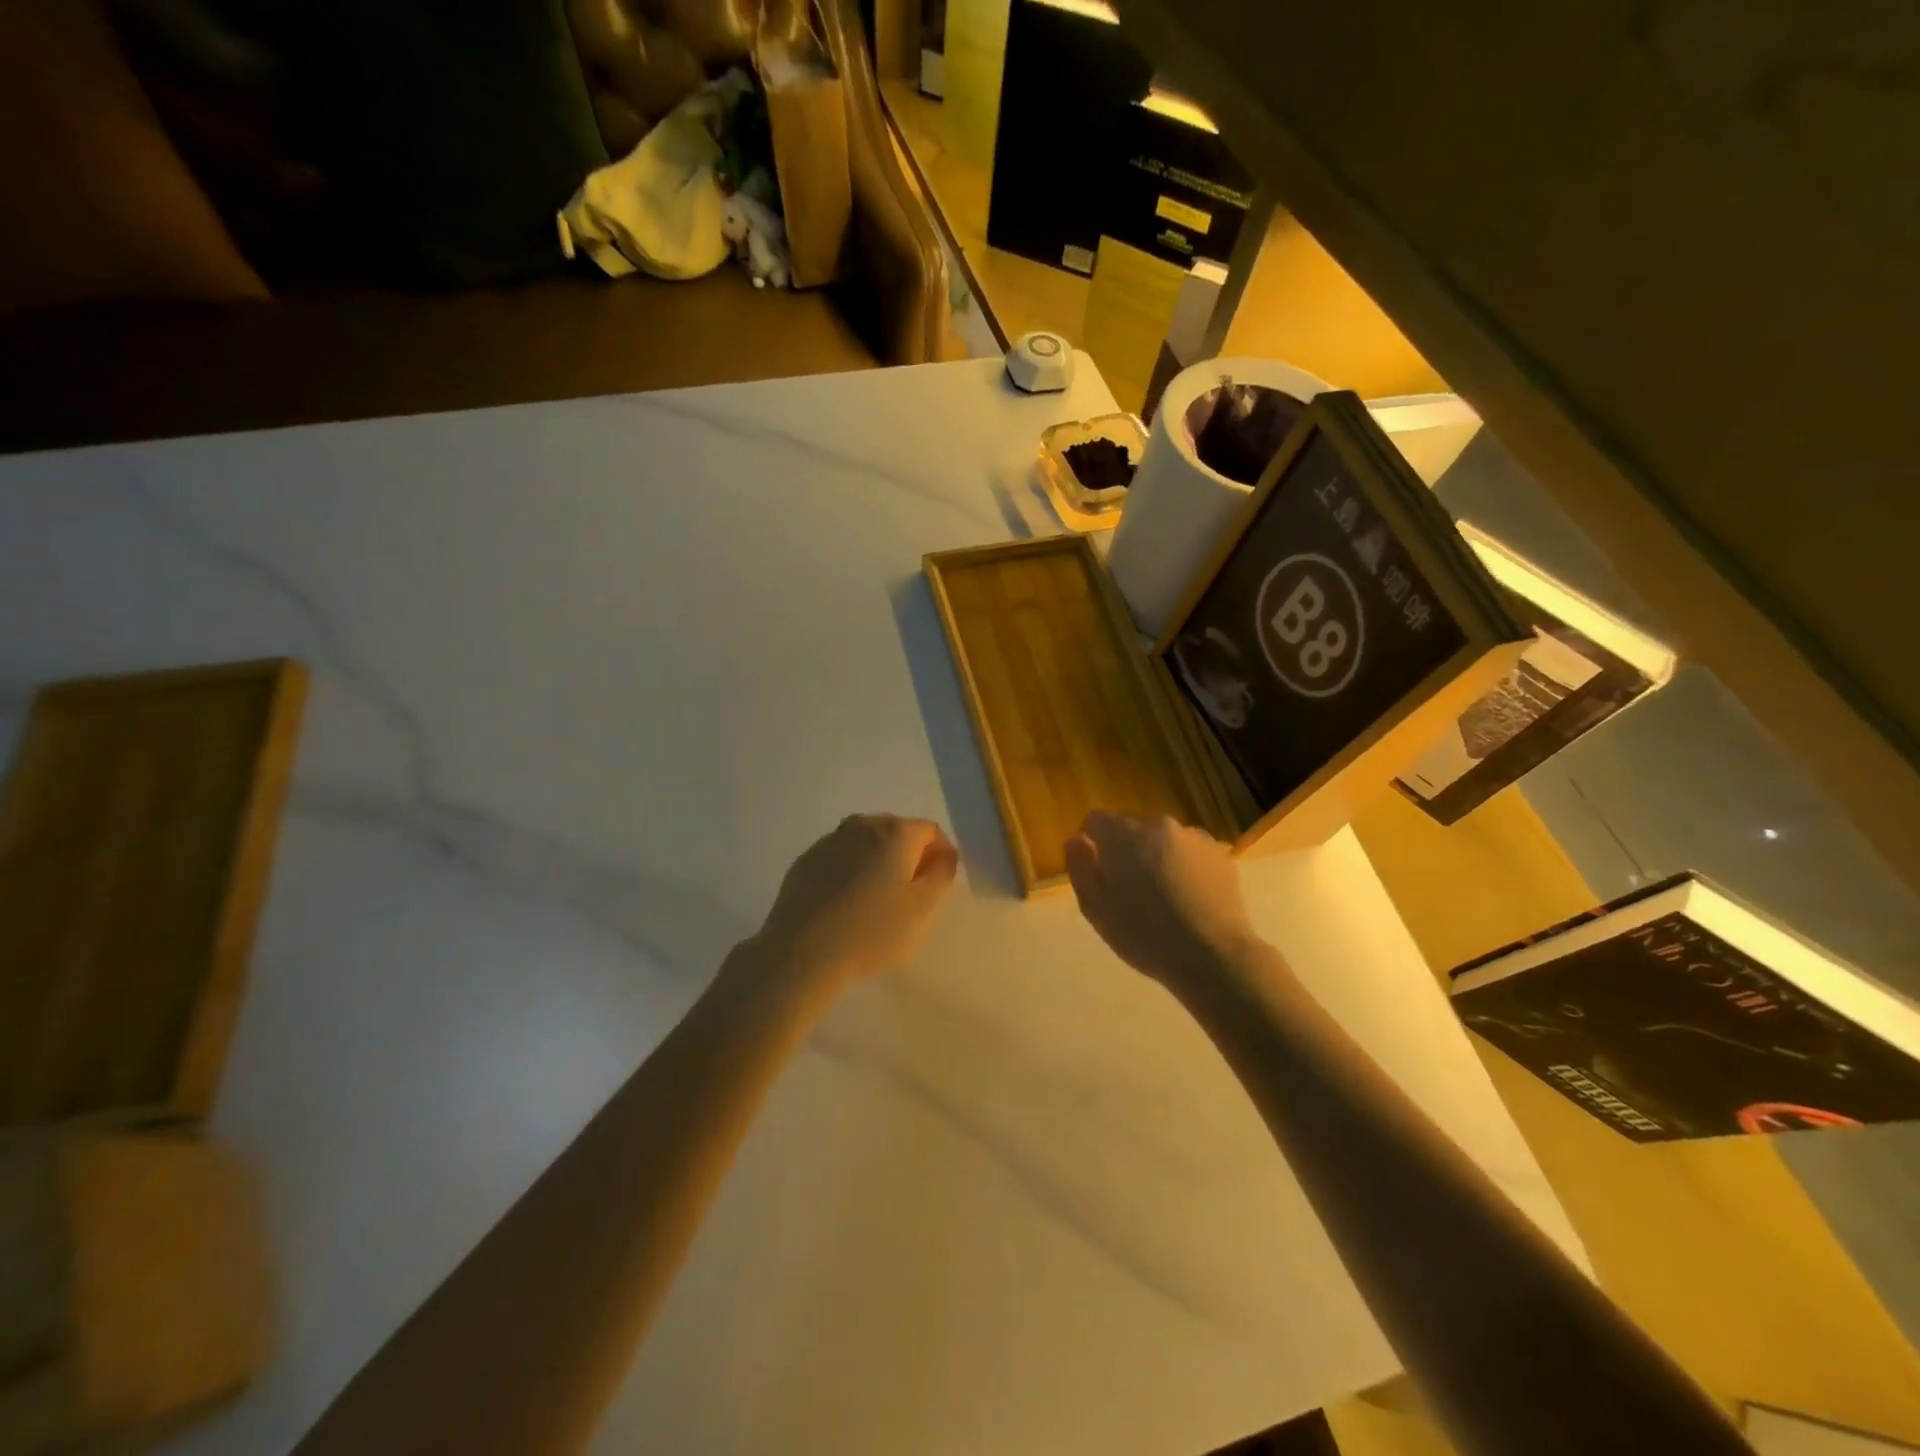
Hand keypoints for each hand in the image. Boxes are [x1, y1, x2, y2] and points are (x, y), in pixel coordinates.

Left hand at [749, 814, 959, 989]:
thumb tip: (944, 854)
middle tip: (910, 894)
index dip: (940, 853)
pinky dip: (851, 871)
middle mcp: (862, 826)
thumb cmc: (871, 931)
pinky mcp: (806, 860)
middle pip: (897, 832)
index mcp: (894, 833)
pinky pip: (840, 857)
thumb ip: (941, 874)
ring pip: (866, 843)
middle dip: (909, 856)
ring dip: (878, 862)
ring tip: (876, 900)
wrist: (801, 951)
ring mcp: (829, 841)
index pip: (929, 830)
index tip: (938, 883)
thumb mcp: (922, 909)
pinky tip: (846, 903)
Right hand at [1065, 812, 1266, 994]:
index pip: (1095, 820)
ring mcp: (1193, 837)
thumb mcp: (1095, 908)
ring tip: (1162, 895)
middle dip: (1124, 849)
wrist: (1212, 956)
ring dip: (1155, 856)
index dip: (1091, 843)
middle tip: (1129, 889)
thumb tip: (1076, 840)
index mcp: (1123, 835)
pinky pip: (1189, 851)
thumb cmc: (1144, 935)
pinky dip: (1183, 865)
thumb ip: (1080, 867)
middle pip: (1130, 827)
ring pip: (1162, 838)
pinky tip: (1188, 898)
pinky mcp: (1219, 854)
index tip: (1097, 872)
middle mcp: (1158, 825)